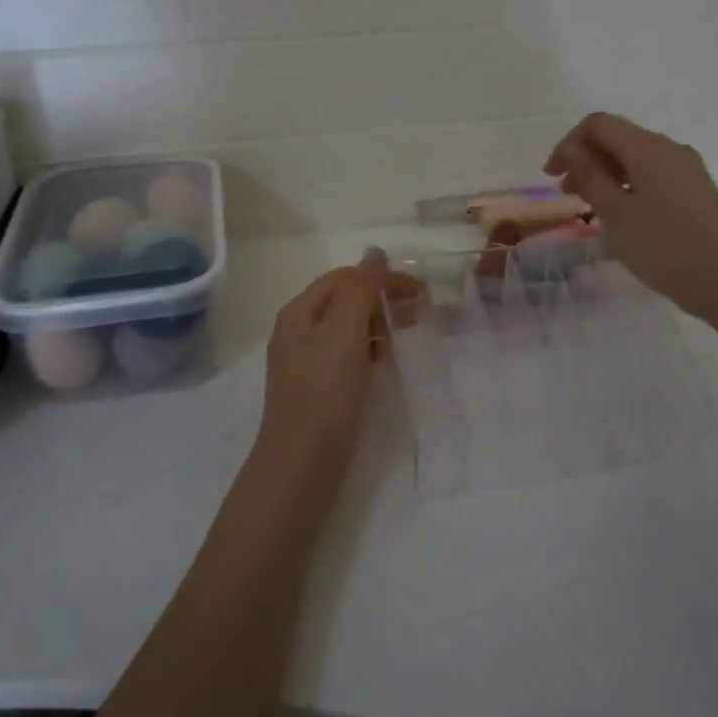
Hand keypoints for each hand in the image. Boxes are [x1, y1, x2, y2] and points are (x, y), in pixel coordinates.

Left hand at [255, 252, 409, 478]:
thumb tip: (375, 253)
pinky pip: (345, 354)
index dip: (382, 277)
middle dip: (381, 299)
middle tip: (418, 311)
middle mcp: (297, 330)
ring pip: (346, 328)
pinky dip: (369, 350)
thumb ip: (360, 289)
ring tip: (406, 334)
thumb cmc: (324, 392)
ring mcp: (304, 361)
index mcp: (299, 311)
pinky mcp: (315, 388)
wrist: (301, 463)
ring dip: (377, 324)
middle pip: (343, 299)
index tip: (420, 291)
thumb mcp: (344, 331)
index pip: (345, 277)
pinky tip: (385, 362)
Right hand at [544, 112, 717, 319]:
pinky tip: (622, 216)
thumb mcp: (615, 213)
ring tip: (590, 208)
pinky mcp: (695, 191)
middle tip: (567, 194)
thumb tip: (573, 151)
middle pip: (618, 138)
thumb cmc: (663, 245)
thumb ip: (590, 176)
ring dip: (606, 174)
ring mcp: (686, 170)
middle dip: (586, 159)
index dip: (568, 143)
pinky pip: (652, 176)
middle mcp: (669, 149)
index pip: (598, 124)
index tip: (552, 176)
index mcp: (648, 147)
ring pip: (635, 158)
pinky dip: (627, 186)